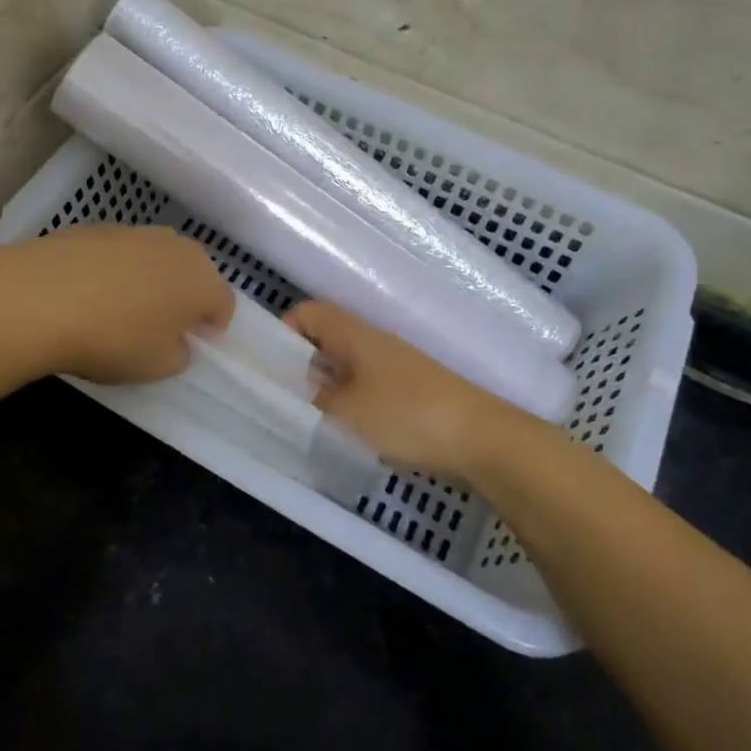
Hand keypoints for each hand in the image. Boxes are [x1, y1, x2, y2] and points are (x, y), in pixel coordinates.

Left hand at [0, 225, 234, 383]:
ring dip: (149, 279)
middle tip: (161, 326)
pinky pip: (118, 252)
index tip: (194, 344)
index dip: (212, 326)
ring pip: (155, 258)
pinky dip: (113, 269)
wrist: (42, 297)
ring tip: (122, 308)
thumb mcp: (157, 367)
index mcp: (202, 281)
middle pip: (192, 273)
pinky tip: (88, 292)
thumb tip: (176, 341)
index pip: (223, 303)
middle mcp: (176, 247)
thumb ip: (179, 354)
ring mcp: (135, 231)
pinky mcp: (96, 226)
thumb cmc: (114, 339)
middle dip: (183, 297)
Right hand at [286, 300, 558, 483]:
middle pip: (324, 337)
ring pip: (344, 363)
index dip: (283, 330)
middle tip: (280, 395)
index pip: (307, 312)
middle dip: (299, 362)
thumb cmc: (407, 415)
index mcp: (353, 333)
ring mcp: (393, 365)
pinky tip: (344, 428)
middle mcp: (371, 341)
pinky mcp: (408, 390)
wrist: (481, 438)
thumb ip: (315, 398)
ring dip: (324, 384)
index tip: (269, 365)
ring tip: (306, 415)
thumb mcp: (347, 411)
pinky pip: (365, 384)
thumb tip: (299, 387)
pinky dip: (349, 400)